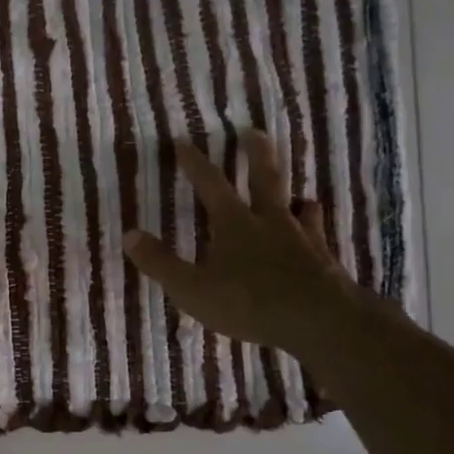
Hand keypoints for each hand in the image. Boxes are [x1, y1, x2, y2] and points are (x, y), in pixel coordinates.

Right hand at [122, 129, 346, 352]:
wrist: (318, 320)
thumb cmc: (249, 302)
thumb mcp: (192, 288)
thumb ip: (161, 263)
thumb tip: (128, 235)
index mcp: (234, 224)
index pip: (211, 185)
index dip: (195, 164)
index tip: (183, 142)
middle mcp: (270, 222)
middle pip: (264, 179)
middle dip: (256, 154)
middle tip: (253, 132)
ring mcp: (302, 240)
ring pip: (297, 207)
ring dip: (293, 197)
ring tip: (297, 194)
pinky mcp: (324, 261)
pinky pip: (319, 238)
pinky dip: (315, 232)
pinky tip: (317, 237)